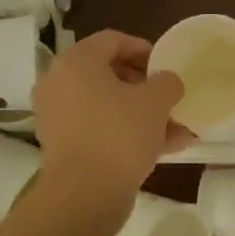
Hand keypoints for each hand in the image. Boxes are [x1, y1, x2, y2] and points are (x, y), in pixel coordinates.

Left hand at [33, 31, 188, 212]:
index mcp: (76, 62)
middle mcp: (59, 83)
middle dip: (144, 85)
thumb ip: (167, 82)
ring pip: (107, 106)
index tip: (166, 65)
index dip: (143, 48)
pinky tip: (164, 148)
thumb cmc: (120, 134)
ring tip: (176, 127)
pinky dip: (126, 133)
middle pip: (108, 74)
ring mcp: (58, 117)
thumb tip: (167, 82)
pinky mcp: (63, 146)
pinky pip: (100, 129)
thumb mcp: (157, 101)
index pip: (112, 40)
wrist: (84, 195)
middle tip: (169, 96)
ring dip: (141, 113)